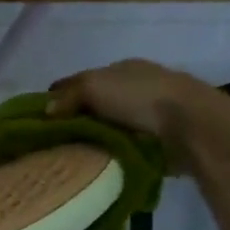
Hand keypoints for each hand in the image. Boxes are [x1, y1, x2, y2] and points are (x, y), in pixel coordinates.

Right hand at [45, 59, 229, 167]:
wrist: (190, 124)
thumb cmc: (139, 97)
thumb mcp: (94, 86)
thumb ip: (68, 96)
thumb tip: (46, 110)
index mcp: (121, 68)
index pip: (80, 80)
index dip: (59, 95)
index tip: (39, 116)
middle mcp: (135, 86)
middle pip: (94, 103)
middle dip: (74, 118)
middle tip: (50, 141)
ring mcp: (148, 112)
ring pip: (108, 124)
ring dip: (93, 137)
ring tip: (70, 155)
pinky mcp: (157, 137)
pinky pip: (123, 143)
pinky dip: (110, 150)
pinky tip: (95, 161)